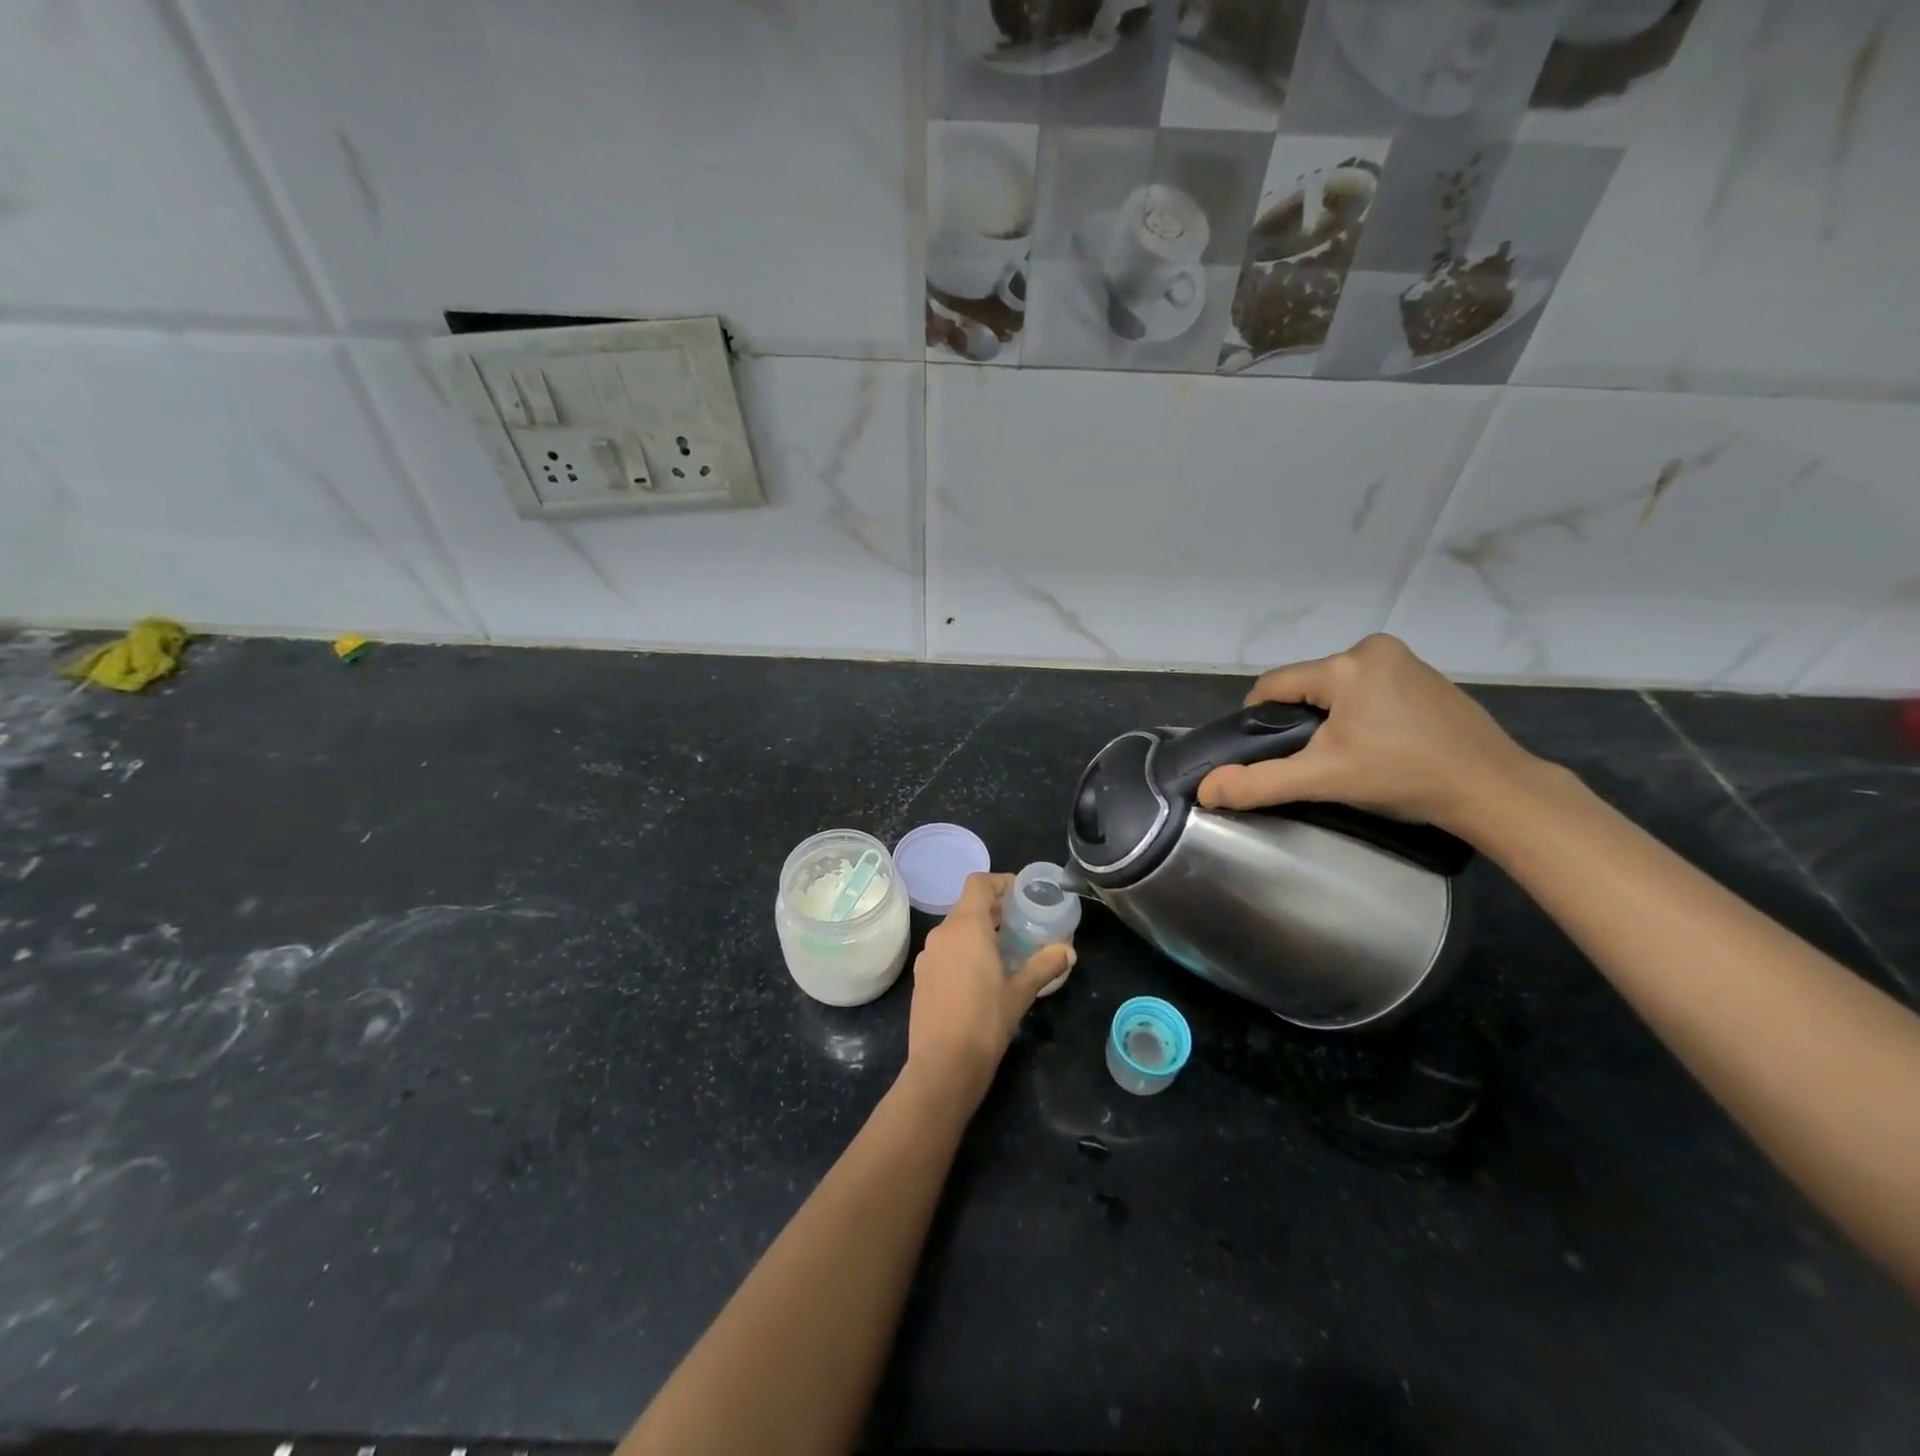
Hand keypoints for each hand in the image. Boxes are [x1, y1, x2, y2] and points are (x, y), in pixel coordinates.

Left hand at [904, 873, 1074, 1108]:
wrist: (943, 1066)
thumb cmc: (985, 1021)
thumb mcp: (1021, 992)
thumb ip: (1044, 965)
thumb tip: (1068, 951)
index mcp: (966, 927)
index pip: (978, 883)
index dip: (1000, 882)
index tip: (1022, 895)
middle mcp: (942, 933)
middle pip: (967, 905)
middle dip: (994, 910)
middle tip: (1022, 924)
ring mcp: (928, 955)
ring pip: (955, 929)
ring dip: (979, 931)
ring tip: (1006, 950)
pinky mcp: (922, 977)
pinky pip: (945, 950)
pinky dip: (964, 951)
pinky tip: (982, 976)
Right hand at [1197, 633, 1543, 836]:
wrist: (1493, 789)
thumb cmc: (1402, 776)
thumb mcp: (1322, 780)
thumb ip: (1259, 782)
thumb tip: (1205, 790)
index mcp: (1345, 665)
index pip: (1273, 685)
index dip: (1259, 720)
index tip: (1267, 754)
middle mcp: (1372, 649)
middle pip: (1306, 686)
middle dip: (1300, 721)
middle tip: (1313, 761)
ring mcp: (1404, 660)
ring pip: (1337, 688)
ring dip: (1329, 717)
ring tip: (1347, 756)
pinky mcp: (1426, 676)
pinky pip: (1369, 689)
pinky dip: (1361, 713)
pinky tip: (1379, 745)